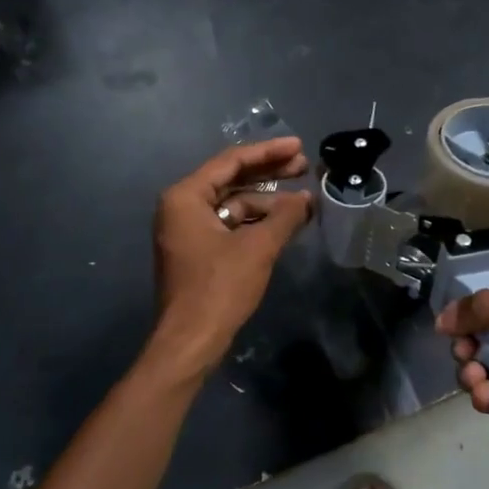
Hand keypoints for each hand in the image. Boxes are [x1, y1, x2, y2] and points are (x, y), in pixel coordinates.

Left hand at [148, 137, 313, 375]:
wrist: (191, 342)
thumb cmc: (220, 288)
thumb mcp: (258, 247)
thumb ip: (285, 216)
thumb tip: (307, 199)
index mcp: (186, 197)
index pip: (231, 161)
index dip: (268, 152)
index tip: (299, 147)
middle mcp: (181, 207)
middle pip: (231, 179)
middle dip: (269, 173)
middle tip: (304, 167)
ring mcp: (187, 231)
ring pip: (232, 204)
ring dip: (267, 202)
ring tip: (303, 201)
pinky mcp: (198, 252)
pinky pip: (229, 225)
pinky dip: (256, 222)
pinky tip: (284, 223)